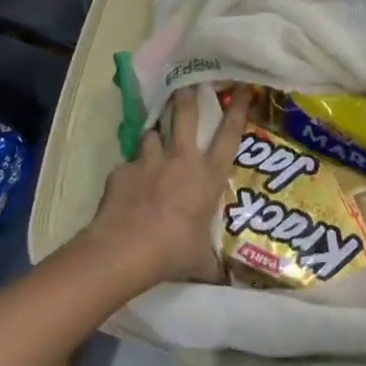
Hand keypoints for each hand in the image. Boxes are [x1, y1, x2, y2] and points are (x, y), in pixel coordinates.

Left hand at [83, 86, 250, 288]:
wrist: (126, 249)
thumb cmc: (173, 252)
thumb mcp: (200, 261)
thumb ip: (213, 265)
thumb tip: (227, 283)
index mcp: (208, 176)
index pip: (229, 135)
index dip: (238, 110)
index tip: (242, 89)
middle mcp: (181, 160)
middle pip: (186, 114)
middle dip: (187, 94)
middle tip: (187, 82)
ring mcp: (150, 161)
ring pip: (153, 132)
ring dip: (154, 134)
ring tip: (153, 138)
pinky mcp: (123, 169)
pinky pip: (129, 164)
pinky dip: (131, 170)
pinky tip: (127, 184)